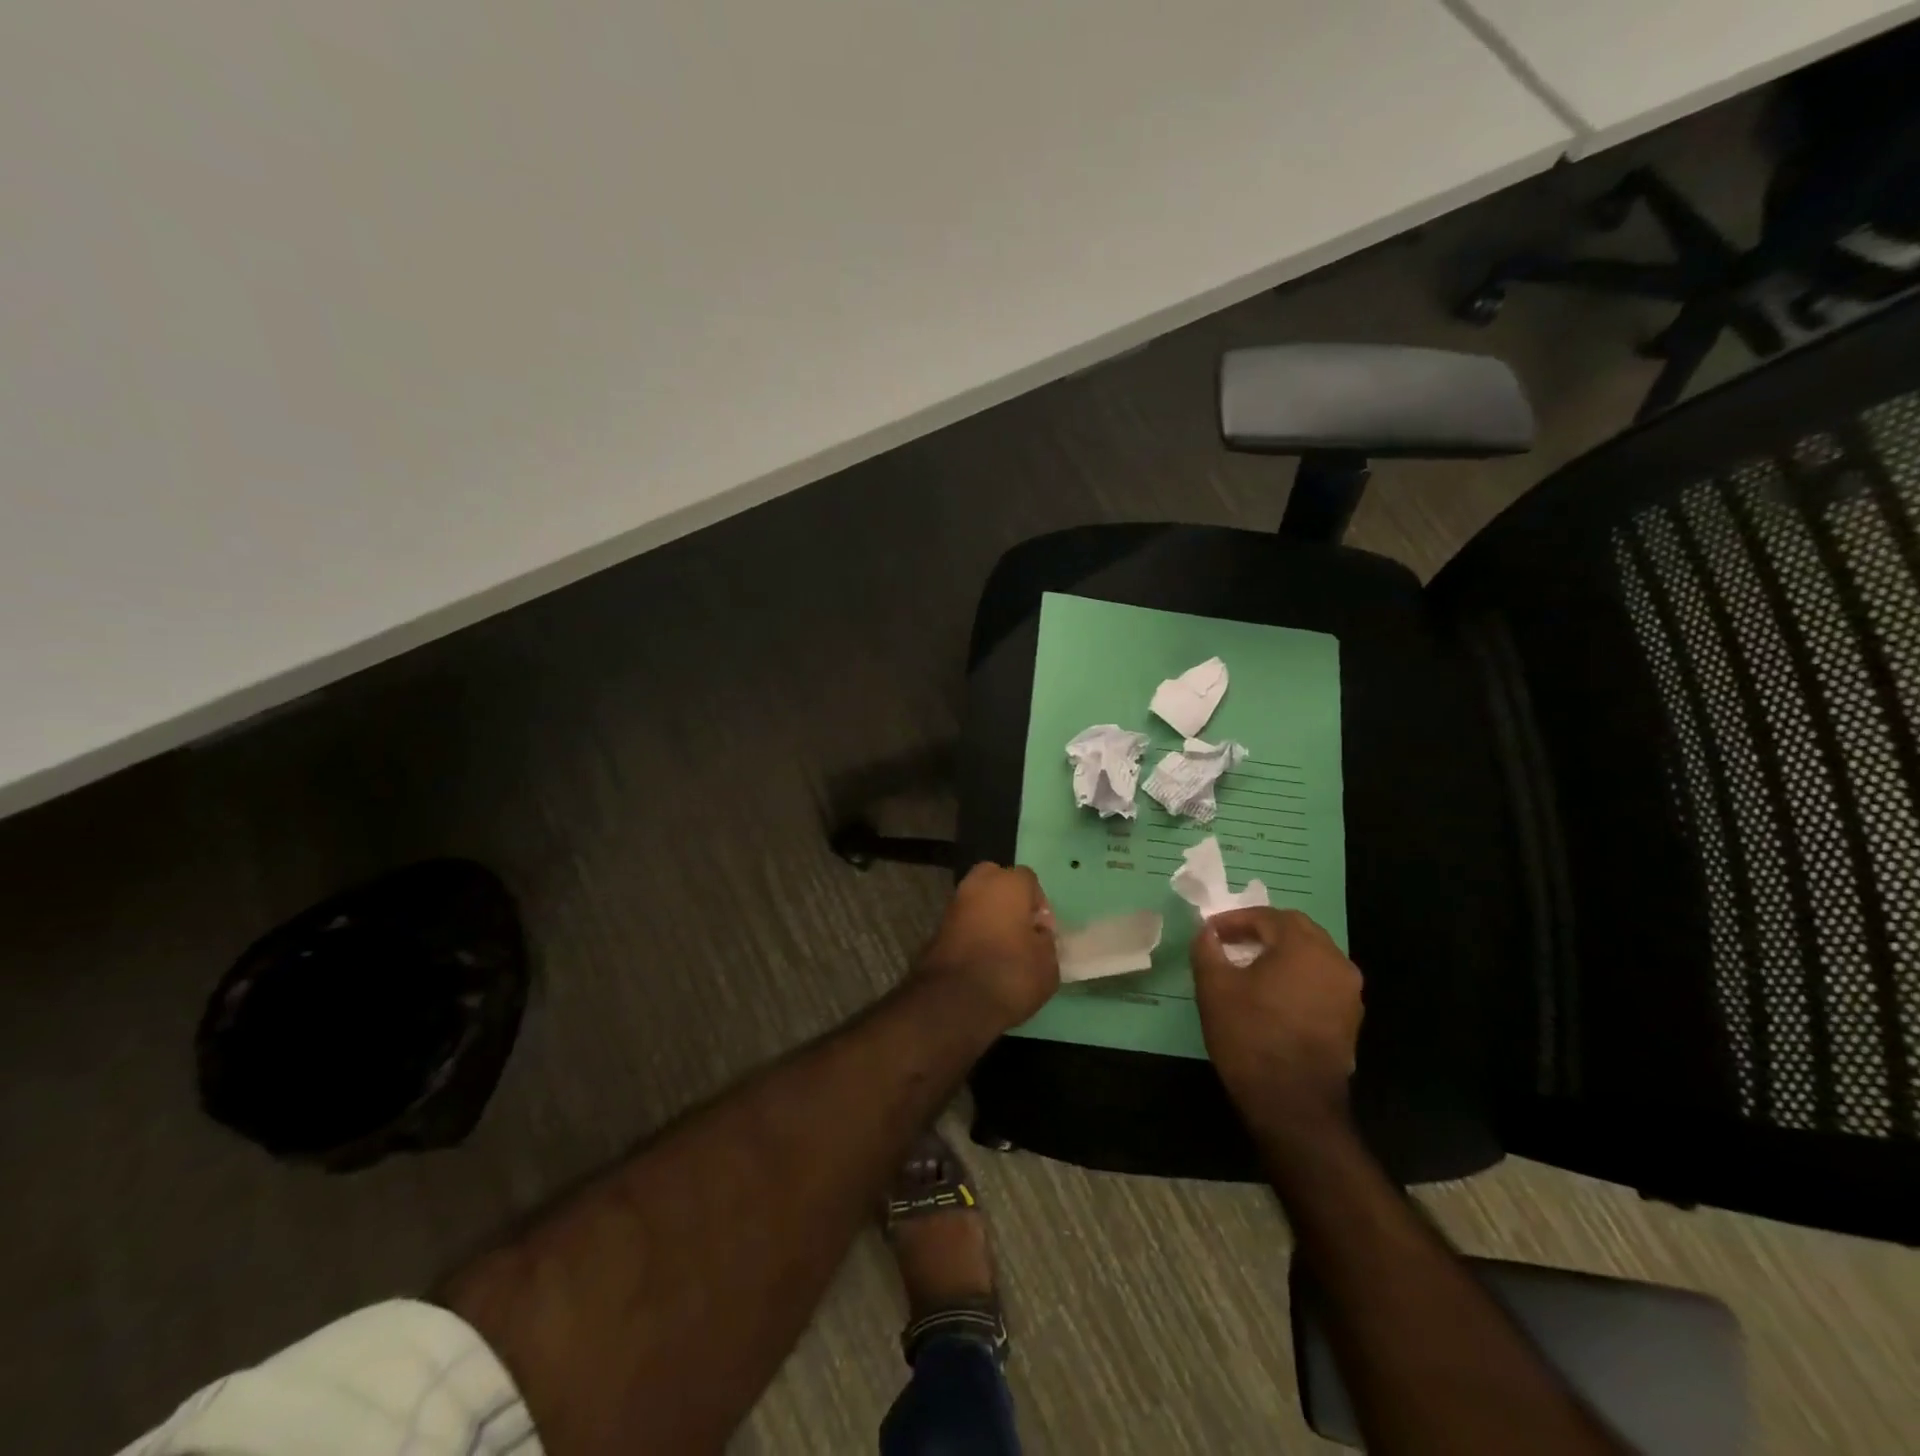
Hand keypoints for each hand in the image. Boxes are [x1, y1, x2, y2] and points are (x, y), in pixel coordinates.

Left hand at [913, 863, 1059, 1031]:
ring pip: (976, 900)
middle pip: (995, 879)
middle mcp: (977, 886)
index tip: (1042, 931)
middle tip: (1019, 928)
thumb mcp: (1047, 963)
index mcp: (1007, 884)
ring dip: (988, 915)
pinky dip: (972, 932)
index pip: (1028, 879)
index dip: (1039, 904)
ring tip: (1001, 947)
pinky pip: (963, 922)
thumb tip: (1037, 935)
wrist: (955, 1002)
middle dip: (1007, 898)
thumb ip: (1045, 940)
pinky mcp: (937, 929)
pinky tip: (982, 958)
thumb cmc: (1011, 974)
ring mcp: (953, 906)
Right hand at [1191, 908, 1362, 1125]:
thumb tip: (1207, 931)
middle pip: (1297, 930)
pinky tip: (1273, 994)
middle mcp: (1335, 961)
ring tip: (1250, 966)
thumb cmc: (1250, 1036)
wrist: (1292, 1104)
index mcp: (1304, 947)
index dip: (1235, 920)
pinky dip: (1297, 976)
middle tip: (1231, 942)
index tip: (1211, 932)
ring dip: (1282, 952)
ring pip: (1313, 955)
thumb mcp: (1214, 987)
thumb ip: (1207, 948)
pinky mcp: (1350, 1019)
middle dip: (1262, 930)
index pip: (1268, 917)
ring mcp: (1348, 992)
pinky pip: (1321, 981)